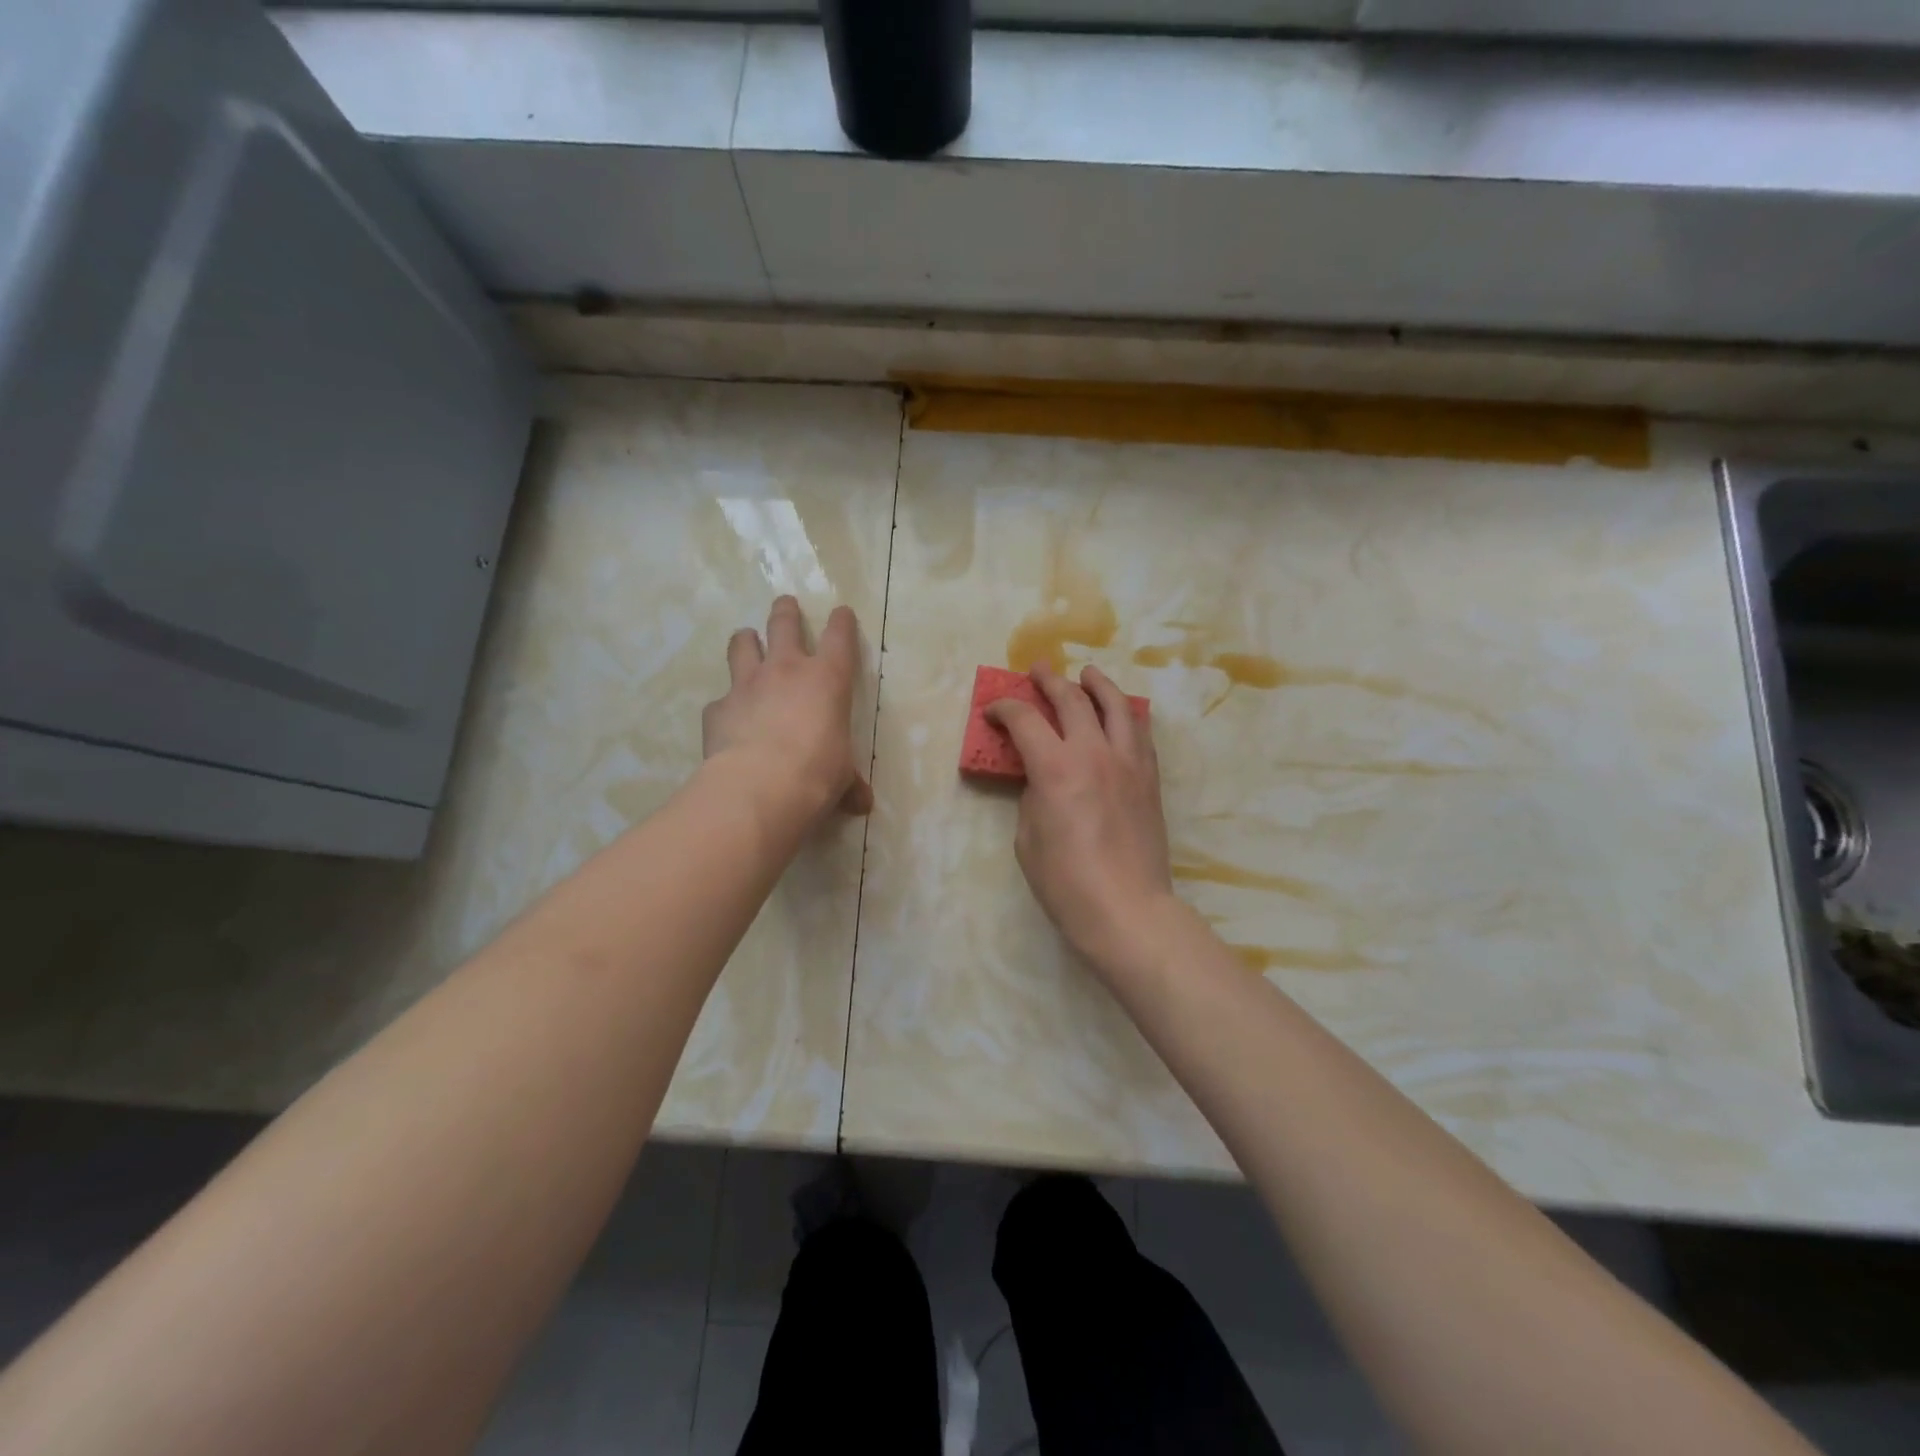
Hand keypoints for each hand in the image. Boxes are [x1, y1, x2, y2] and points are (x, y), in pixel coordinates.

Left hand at [702, 596, 873, 822]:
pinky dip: (726, 705)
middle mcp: (785, 670)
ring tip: (747, 640)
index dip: (841, 622)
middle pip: (784, 623)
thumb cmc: (816, 775)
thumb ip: (849, 783)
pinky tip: (727, 718)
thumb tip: (862, 803)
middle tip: (785, 604)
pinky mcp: (718, 708)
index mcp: (827, 679)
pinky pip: (721, 699)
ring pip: (743, 644)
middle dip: (786, 611)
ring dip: (746, 640)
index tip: (841, 612)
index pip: (839, 637)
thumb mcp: (841, 778)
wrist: (759, 787)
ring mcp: (747, 684)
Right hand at [987, 664, 1176, 969]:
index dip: (1005, 708)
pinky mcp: (1149, 778)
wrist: (1127, 908)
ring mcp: (1128, 762)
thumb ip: (1033, 796)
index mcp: (1055, 767)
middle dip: (1050, 681)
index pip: (1025, 719)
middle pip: (1072, 699)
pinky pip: (1139, 732)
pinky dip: (1126, 714)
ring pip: (1116, 706)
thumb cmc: (1065, 881)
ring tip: (1088, 674)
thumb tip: (1042, 778)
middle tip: (1039, 670)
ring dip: (1098, 684)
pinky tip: (1120, 714)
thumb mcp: (1028, 837)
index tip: (993, 711)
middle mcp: (1094, 752)